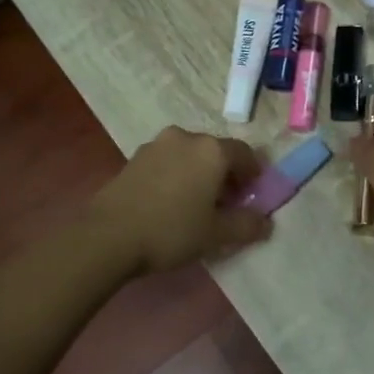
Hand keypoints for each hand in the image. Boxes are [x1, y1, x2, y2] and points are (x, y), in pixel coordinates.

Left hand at [89, 126, 271, 275]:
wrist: (107, 235)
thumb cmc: (171, 230)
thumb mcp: (216, 234)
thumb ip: (246, 225)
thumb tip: (266, 222)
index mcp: (212, 150)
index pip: (245, 154)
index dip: (253, 175)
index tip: (252, 197)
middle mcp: (186, 137)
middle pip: (216, 151)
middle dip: (226, 174)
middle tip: (227, 203)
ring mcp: (157, 144)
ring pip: (190, 155)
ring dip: (200, 173)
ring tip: (197, 203)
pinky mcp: (135, 157)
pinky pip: (168, 161)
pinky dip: (177, 175)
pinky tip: (171, 201)